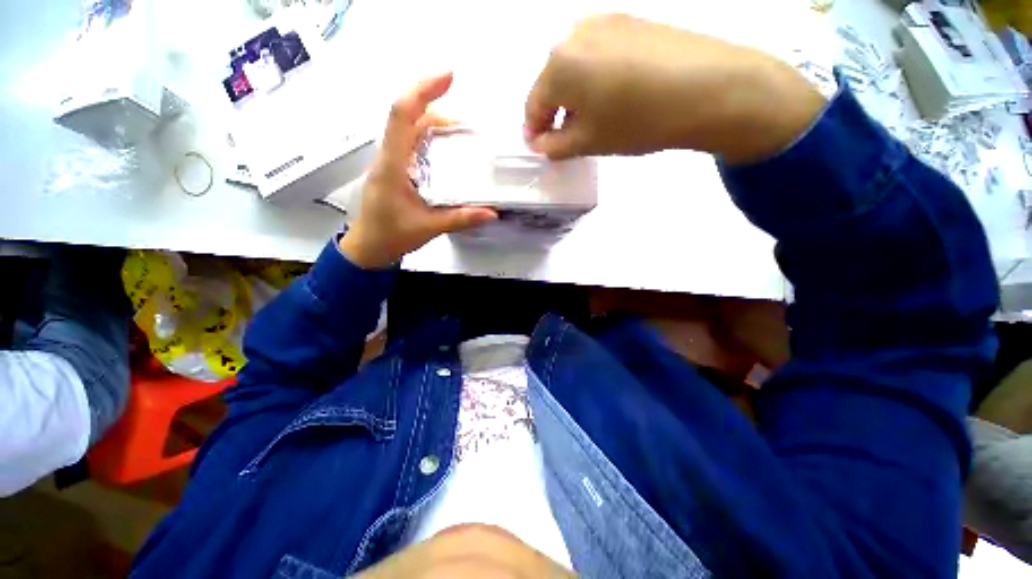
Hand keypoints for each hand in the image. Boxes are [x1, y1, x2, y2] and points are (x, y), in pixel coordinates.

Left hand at [339, 73, 496, 268]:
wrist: (368, 247)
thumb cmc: (391, 236)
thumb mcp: (429, 228)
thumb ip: (460, 219)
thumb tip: (492, 213)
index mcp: (392, 165)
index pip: (402, 115)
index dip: (423, 90)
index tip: (449, 77)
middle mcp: (388, 156)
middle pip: (408, 116)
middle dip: (436, 106)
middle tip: (467, 124)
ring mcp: (390, 161)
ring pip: (409, 128)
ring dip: (434, 122)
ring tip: (462, 134)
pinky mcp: (395, 168)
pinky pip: (412, 142)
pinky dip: (431, 137)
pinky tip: (448, 149)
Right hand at [524, 14, 825, 163]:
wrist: (708, 89)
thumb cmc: (636, 121)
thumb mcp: (588, 143)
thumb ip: (554, 147)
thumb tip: (539, 144)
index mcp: (558, 64)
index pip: (533, 106)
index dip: (534, 132)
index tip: (541, 149)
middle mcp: (575, 34)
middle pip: (553, 83)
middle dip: (555, 114)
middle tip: (568, 139)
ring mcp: (605, 22)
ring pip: (575, 68)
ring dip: (575, 97)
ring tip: (592, 120)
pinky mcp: (630, 22)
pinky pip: (599, 56)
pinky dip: (596, 80)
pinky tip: (614, 97)